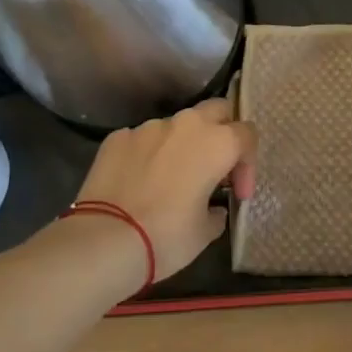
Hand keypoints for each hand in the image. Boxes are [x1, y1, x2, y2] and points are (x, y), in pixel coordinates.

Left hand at [74, 98, 257, 280]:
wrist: (104, 241)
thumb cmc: (167, 237)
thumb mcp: (205, 231)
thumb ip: (216, 211)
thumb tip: (211, 207)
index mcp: (217, 143)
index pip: (247, 135)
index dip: (248, 165)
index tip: (237, 194)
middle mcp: (185, 125)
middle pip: (217, 110)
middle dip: (222, 132)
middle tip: (215, 167)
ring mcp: (147, 127)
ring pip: (176, 126)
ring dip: (182, 145)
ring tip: (171, 179)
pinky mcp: (117, 138)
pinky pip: (142, 139)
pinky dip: (148, 154)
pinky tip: (139, 183)